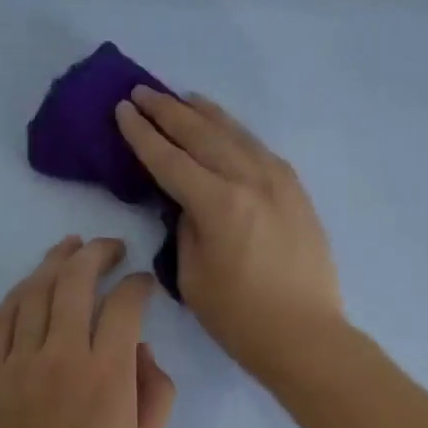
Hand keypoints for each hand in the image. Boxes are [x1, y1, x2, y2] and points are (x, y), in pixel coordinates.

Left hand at [0, 236, 176, 427]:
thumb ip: (158, 391)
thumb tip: (142, 349)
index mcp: (107, 373)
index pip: (123, 304)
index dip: (138, 284)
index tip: (145, 283)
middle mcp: (62, 355)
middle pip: (75, 281)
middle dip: (96, 254)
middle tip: (111, 247)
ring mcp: (20, 361)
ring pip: (35, 291)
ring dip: (55, 261)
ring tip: (70, 246)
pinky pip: (2, 318)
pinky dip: (19, 292)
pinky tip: (32, 283)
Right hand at [116, 86, 342, 380]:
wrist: (306, 335)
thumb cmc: (240, 318)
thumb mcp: (193, 276)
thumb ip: (186, 227)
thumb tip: (189, 202)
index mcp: (219, 203)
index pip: (169, 159)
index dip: (142, 134)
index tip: (122, 109)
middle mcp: (250, 180)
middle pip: (202, 135)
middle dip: (168, 112)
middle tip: (142, 92)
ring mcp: (279, 182)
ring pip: (236, 135)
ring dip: (205, 114)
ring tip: (182, 98)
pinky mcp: (297, 192)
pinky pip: (260, 150)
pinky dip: (237, 134)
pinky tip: (227, 131)